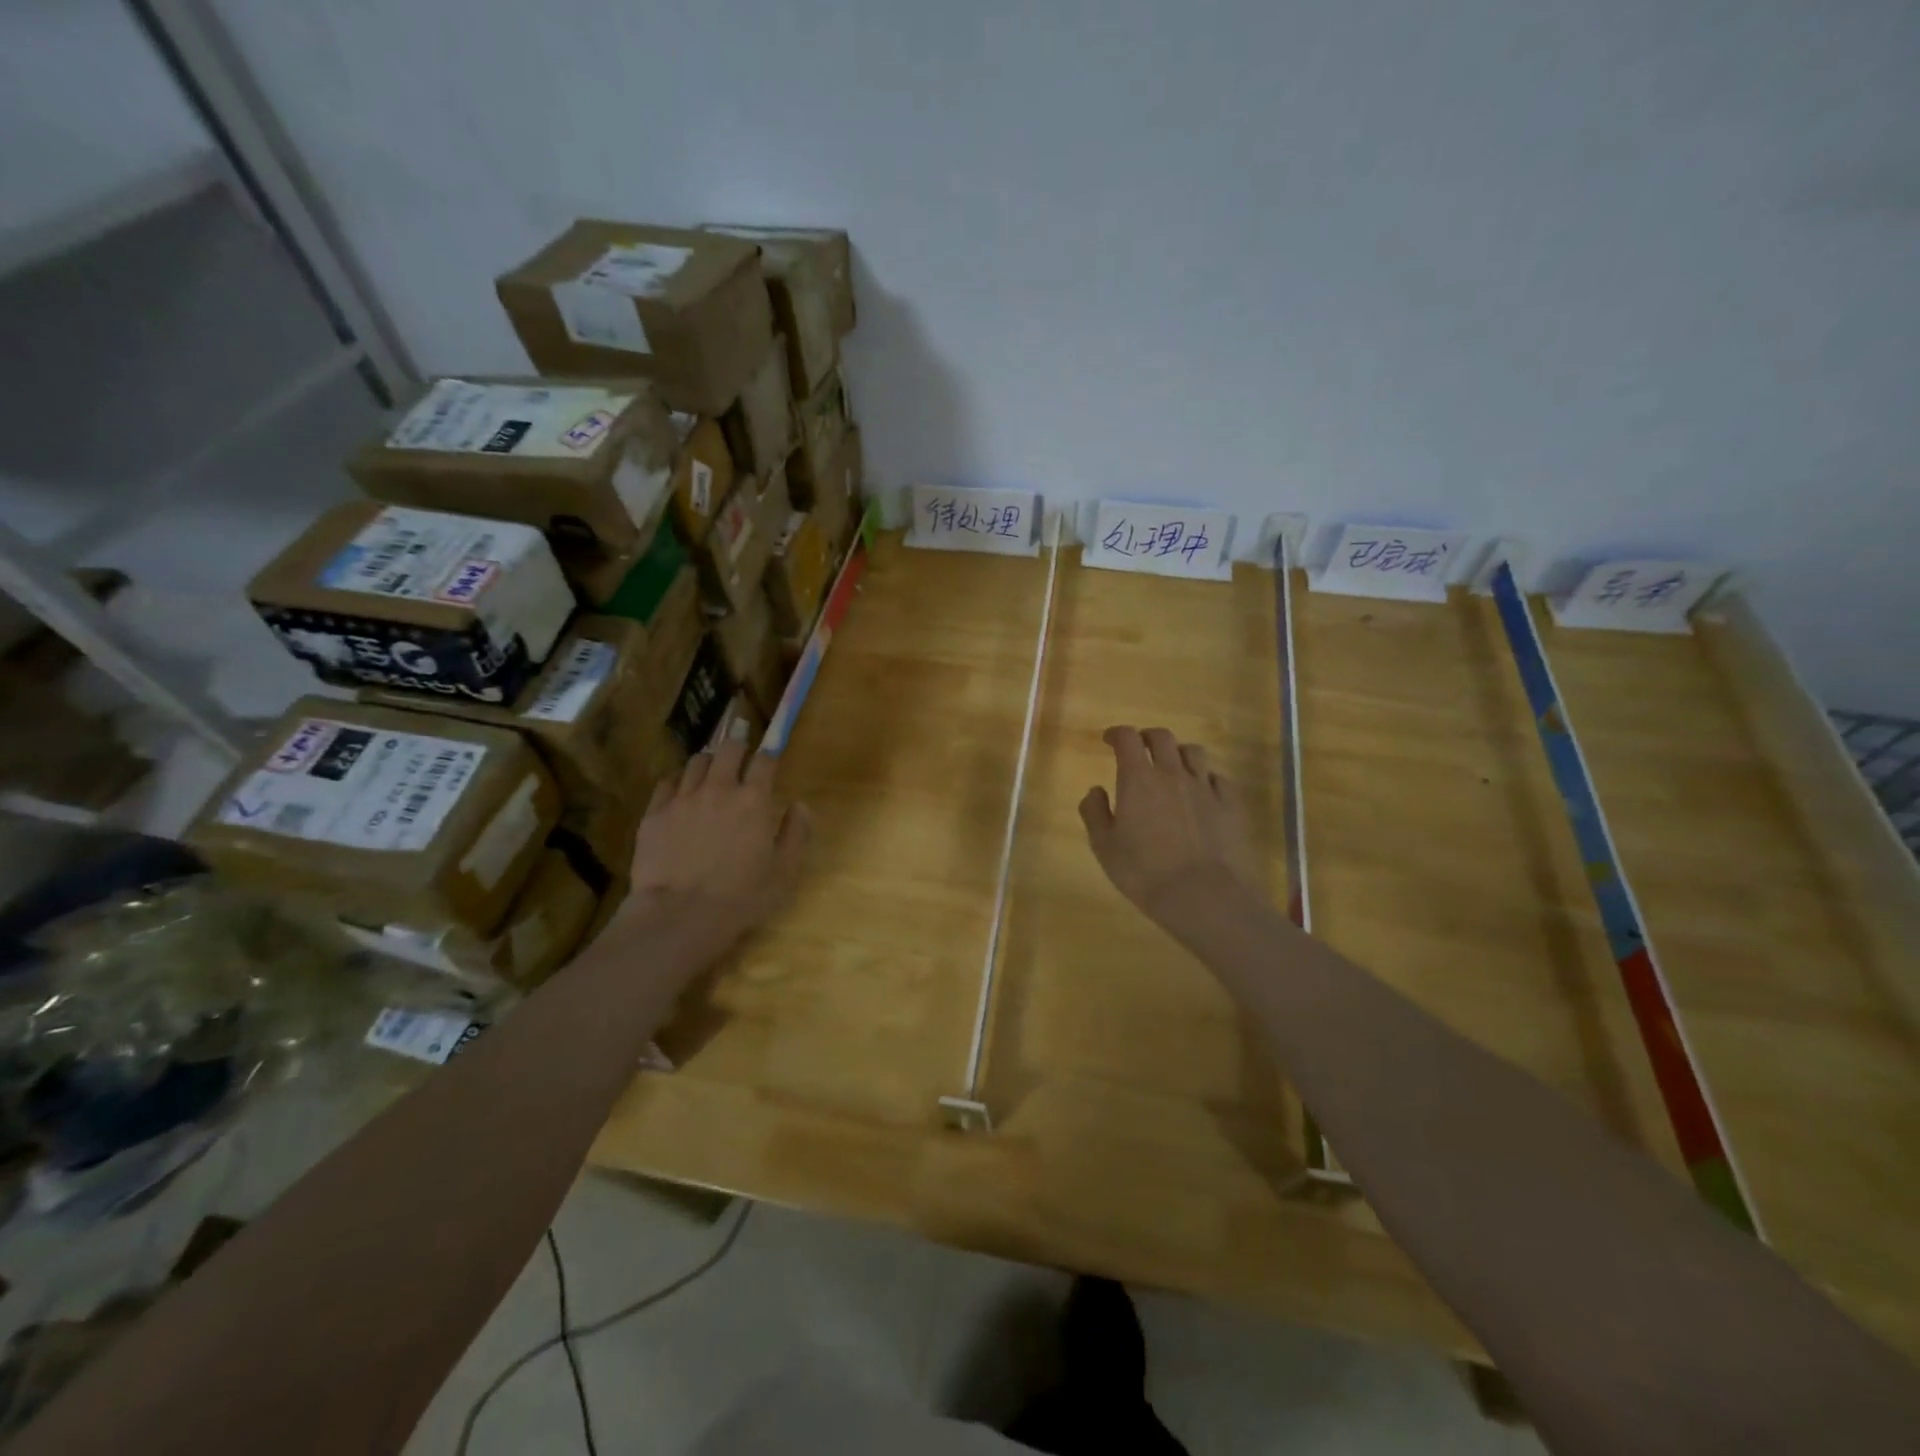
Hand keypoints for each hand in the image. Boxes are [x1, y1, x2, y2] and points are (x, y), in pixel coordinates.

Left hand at [621, 740, 811, 966]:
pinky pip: (667, 782)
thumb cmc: (741, 897)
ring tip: (711, 774)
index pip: (764, 760)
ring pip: (697, 761)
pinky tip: (682, 793)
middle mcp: (719, 789)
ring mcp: (683, 798)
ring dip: (709, 763)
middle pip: (728, 748)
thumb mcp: (784, 872)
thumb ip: (796, 833)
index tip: (771, 756)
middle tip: (740, 756)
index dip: (769, 754)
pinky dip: (679, 781)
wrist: (679, 915)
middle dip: (738, 746)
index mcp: (754, 800)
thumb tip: (800, 805)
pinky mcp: (655, 812)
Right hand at [1079, 726, 1262, 924]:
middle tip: (1140, 748)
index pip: (1127, 739)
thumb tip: (1095, 790)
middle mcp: (1173, 774)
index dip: (1117, 734)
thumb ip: (1094, 813)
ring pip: (1194, 752)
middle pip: (1162, 738)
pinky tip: (1203, 792)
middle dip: (1147, 737)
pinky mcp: (1231, 804)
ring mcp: (1206, 787)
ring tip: (1173, 767)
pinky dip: (1207, 778)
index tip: (1109, 740)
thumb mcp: (1104, 847)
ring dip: (1179, 753)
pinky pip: (1219, 778)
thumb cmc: (1144, 872)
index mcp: (1138, 779)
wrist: (1203, 895)